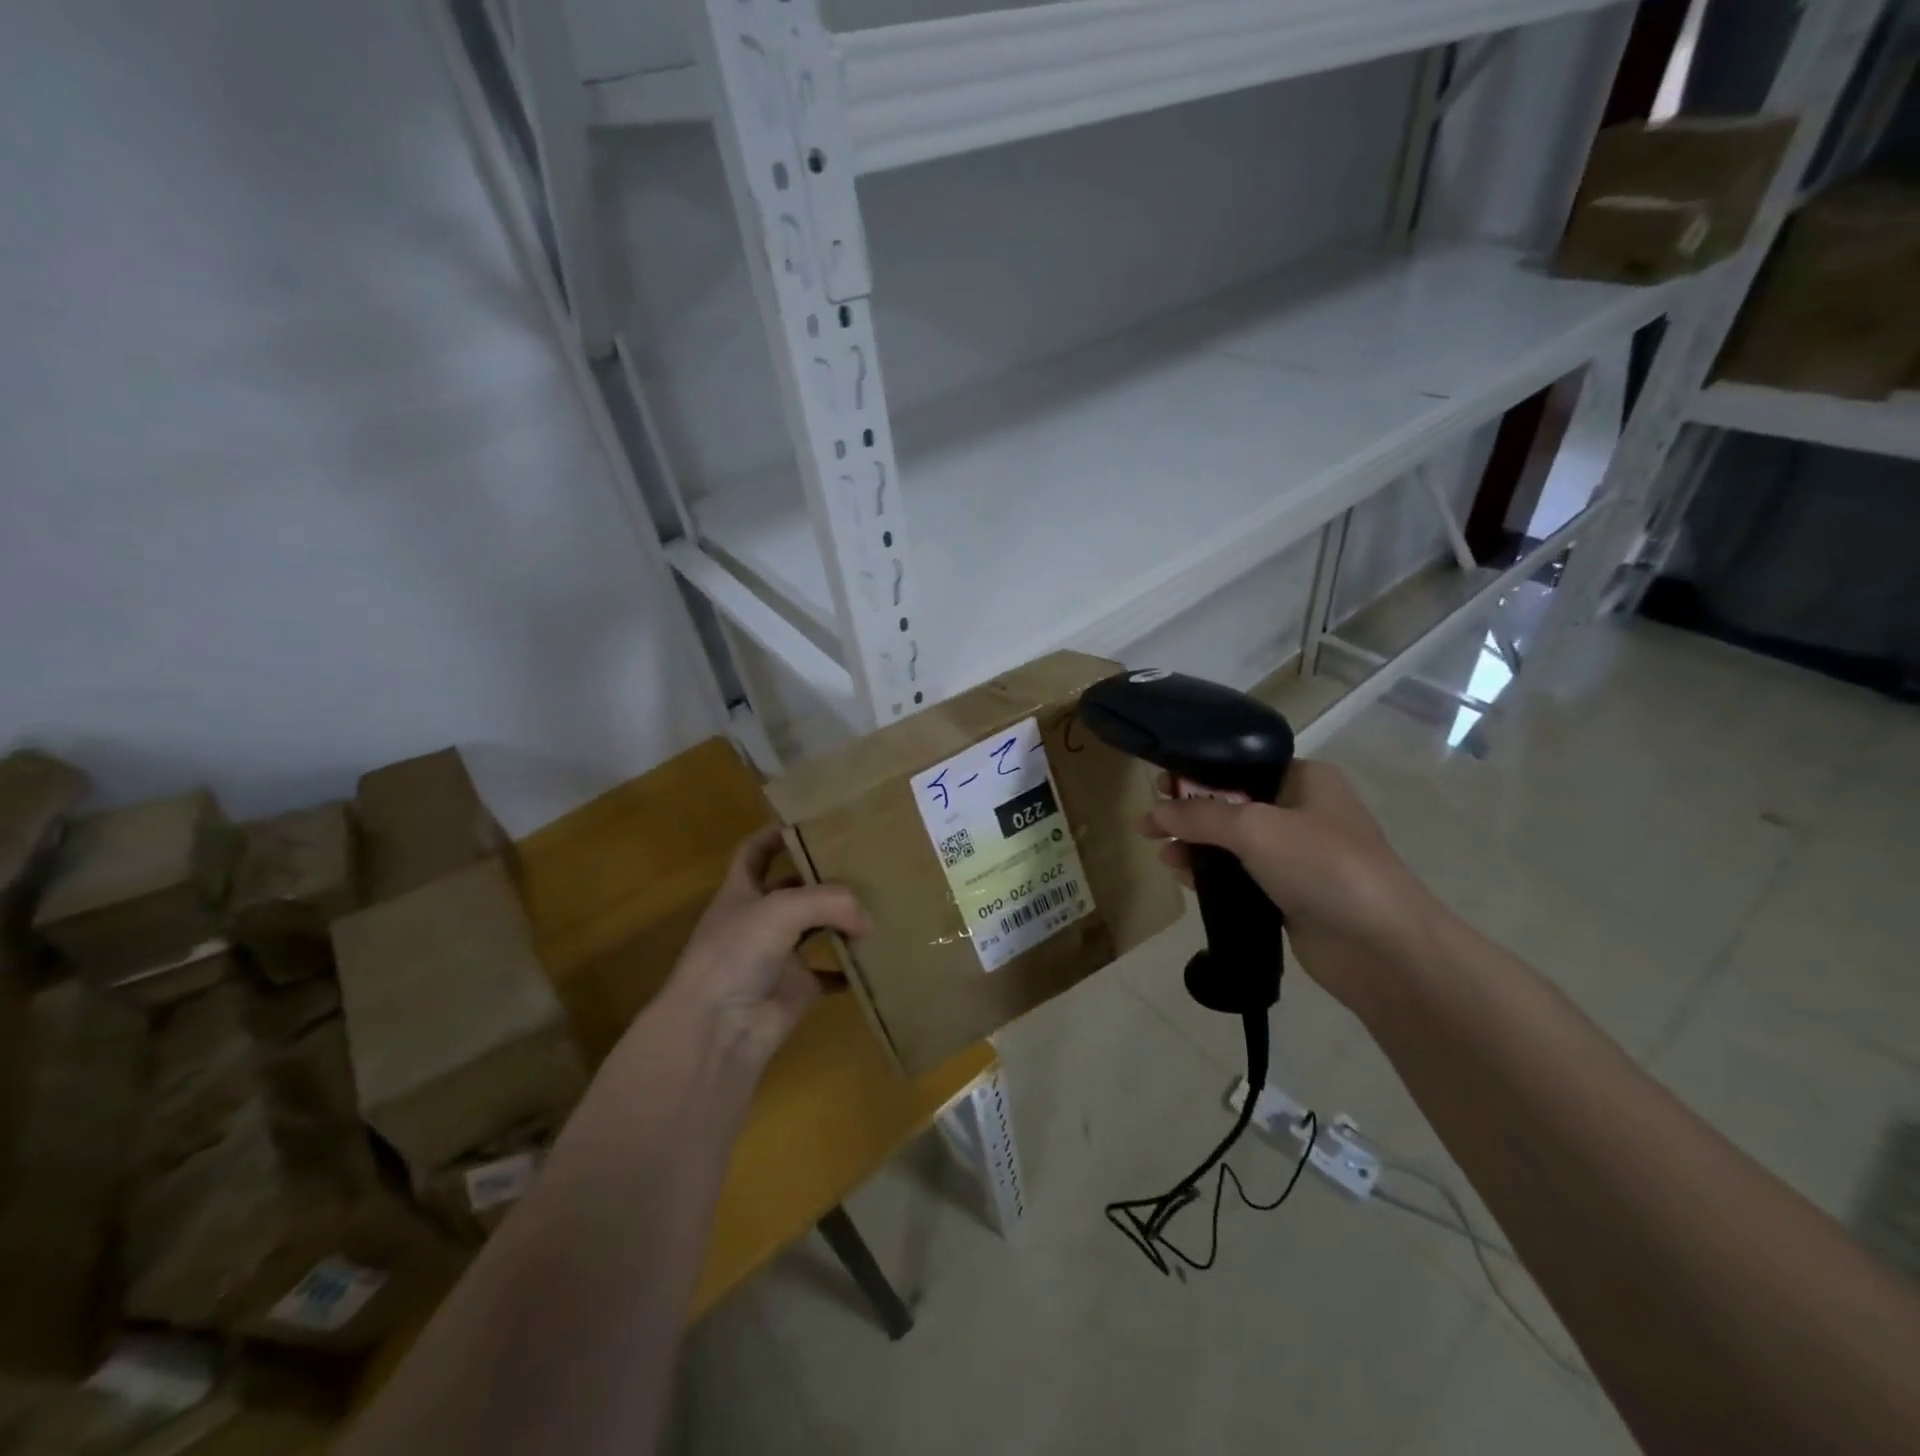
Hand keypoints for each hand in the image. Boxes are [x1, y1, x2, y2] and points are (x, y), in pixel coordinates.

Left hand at [664, 826, 870, 1064]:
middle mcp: (760, 919)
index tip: (812, 820)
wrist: (719, 1029)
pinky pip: (832, 973)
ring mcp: (780, 955)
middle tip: (866, 860)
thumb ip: (830, 901)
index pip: (755, 852)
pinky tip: (879, 953)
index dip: (776, 834)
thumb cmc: (737, 953)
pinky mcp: (799, 988)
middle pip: (795, 888)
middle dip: (825, 875)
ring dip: (844, 919)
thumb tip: (868, 919)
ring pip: (818, 928)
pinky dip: (852, 967)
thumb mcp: (781, 909)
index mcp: (742, 891)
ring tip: (881, 901)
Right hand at [1142, 761, 1438, 1018]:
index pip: (1240, 765)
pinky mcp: (1290, 894)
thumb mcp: (1255, 828)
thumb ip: (1200, 815)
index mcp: (1305, 780)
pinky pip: (1241, 876)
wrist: (1382, 946)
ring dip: (1196, 845)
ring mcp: (1298, 856)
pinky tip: (1184, 877)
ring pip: (1233, 842)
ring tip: (1163, 854)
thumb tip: (1154, 812)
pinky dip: (1212, 874)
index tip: (1159, 785)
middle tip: (1150, 824)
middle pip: (1232, 804)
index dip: (1197, 772)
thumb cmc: (1323, 866)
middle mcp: (1302, 811)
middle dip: (1190, 812)